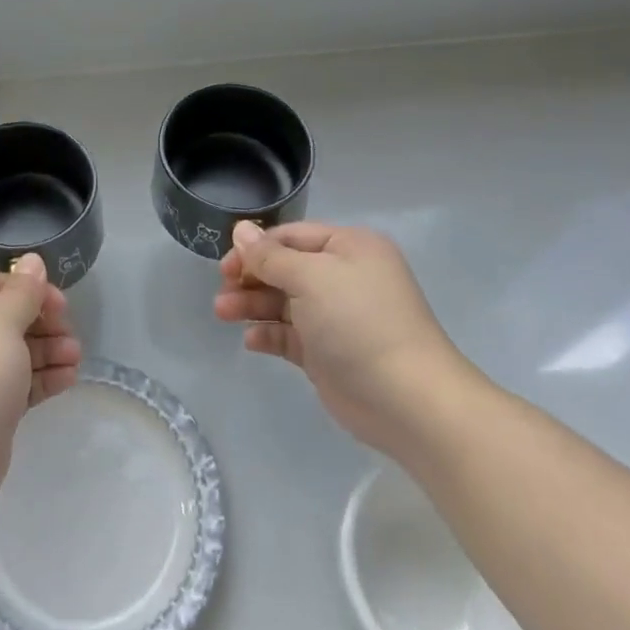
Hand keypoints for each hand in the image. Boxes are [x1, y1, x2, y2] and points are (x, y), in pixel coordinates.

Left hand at [0, 254, 82, 533]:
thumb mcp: (0, 324)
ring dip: (48, 351)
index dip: (29, 289)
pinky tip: (69, 379)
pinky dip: (41, 379)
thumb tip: (32, 260)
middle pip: (6, 319)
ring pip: (14, 353)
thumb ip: (22, 292)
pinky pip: (16, 384)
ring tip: (76, 358)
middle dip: (43, 323)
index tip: (61, 303)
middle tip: (71, 334)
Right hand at [215, 220, 473, 452]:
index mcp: (349, 248)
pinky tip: (251, 341)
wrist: (408, 400)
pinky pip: (291, 335)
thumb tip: (240, 229)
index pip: (292, 236)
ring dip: (252, 305)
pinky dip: (269, 334)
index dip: (256, 248)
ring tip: (223, 313)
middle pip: (285, 269)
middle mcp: (344, 277)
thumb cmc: (359, 323)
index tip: (225, 265)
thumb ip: (271, 256)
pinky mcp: (328, 353)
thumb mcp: (311, 278)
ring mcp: (336, 317)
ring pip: (283, 302)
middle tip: (222, 293)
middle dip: (250, 278)